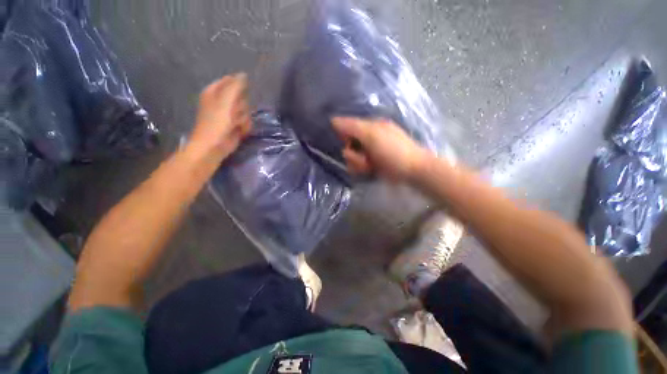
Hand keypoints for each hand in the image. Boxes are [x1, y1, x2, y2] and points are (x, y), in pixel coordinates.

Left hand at [188, 74, 251, 160]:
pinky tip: (239, 130)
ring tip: (235, 124)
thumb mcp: (225, 101)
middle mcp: (222, 101)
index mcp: (215, 91)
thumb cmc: (216, 123)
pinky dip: (245, 126)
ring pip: (246, 111)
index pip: (231, 82)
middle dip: (241, 106)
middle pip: (241, 97)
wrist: (214, 145)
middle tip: (234, 113)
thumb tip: (243, 74)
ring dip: (243, 118)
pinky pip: (247, 121)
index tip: (239, 96)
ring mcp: (230, 114)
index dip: (238, 88)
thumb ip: (235, 87)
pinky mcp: (236, 125)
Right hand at [332, 117, 430, 181]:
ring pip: (351, 158)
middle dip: (353, 155)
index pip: (347, 128)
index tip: (349, 144)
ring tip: (369, 166)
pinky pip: (357, 166)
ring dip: (357, 164)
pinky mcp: (371, 164)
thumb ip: (352, 127)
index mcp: (369, 126)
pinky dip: (361, 169)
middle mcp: (368, 138)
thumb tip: (333, 120)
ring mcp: (370, 152)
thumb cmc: (393, 150)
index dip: (345, 137)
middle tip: (364, 158)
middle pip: (348, 145)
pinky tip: (370, 170)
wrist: (412, 170)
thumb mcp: (372, 135)